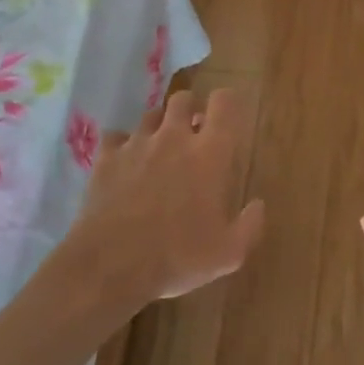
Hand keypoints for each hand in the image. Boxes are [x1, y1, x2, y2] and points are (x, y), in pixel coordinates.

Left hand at [65, 87, 265, 307]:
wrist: (111, 265)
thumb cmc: (177, 257)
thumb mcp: (228, 254)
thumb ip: (250, 226)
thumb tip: (258, 205)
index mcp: (209, 154)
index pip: (224, 103)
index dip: (227, 102)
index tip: (229, 116)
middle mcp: (174, 138)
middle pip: (183, 99)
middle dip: (191, 109)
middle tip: (194, 133)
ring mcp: (137, 145)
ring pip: (150, 115)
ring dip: (159, 125)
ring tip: (160, 148)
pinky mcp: (106, 158)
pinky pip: (115, 137)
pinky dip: (122, 145)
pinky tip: (125, 163)